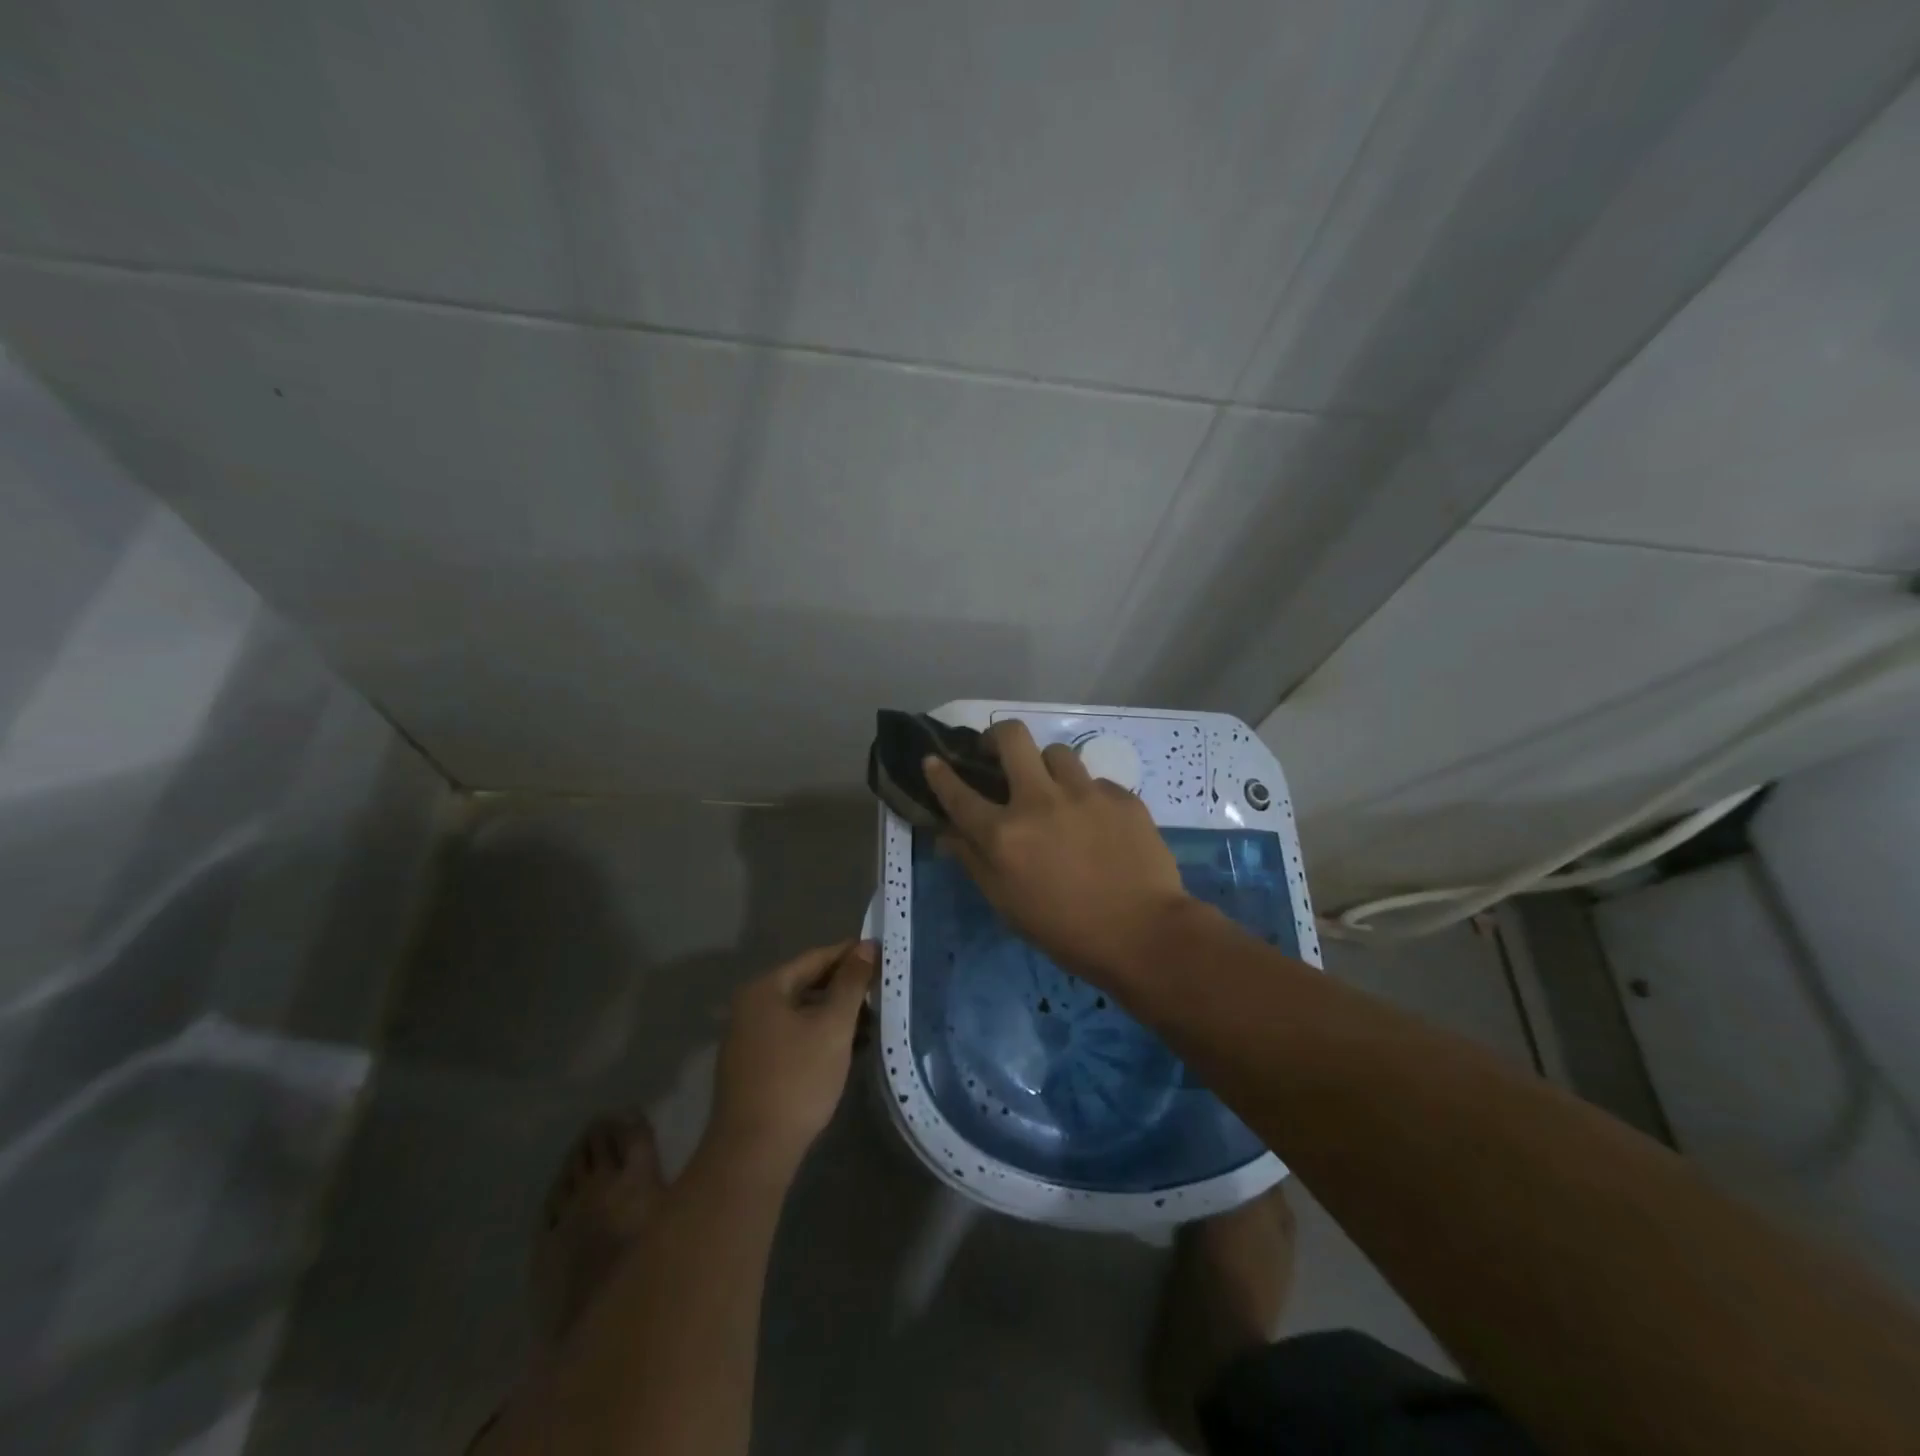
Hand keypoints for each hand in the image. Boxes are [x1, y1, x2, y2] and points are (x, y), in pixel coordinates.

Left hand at [706, 940, 876, 1179]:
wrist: (754, 1152)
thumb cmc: (797, 1079)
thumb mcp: (833, 1026)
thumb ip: (851, 983)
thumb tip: (866, 946)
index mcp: (765, 988)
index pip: (815, 957)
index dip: (850, 954)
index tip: (882, 954)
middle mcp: (750, 1006)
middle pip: (806, 983)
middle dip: (844, 986)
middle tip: (881, 988)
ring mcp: (748, 1038)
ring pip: (801, 1012)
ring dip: (835, 1013)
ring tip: (872, 1020)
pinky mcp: (754, 1066)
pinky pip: (793, 1035)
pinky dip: (819, 1034)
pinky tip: (847, 1047)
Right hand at [924, 720, 1192, 986]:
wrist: (1143, 935)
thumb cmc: (1065, 930)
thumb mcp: (1006, 903)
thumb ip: (974, 861)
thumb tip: (948, 833)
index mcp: (1004, 834)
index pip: (959, 793)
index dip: (940, 774)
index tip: (932, 760)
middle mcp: (1039, 801)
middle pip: (1011, 737)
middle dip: (997, 737)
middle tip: (999, 754)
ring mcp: (1084, 793)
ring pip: (1057, 752)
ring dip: (1047, 767)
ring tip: (1055, 791)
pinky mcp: (1121, 796)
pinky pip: (1095, 782)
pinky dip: (1087, 796)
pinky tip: (1097, 823)